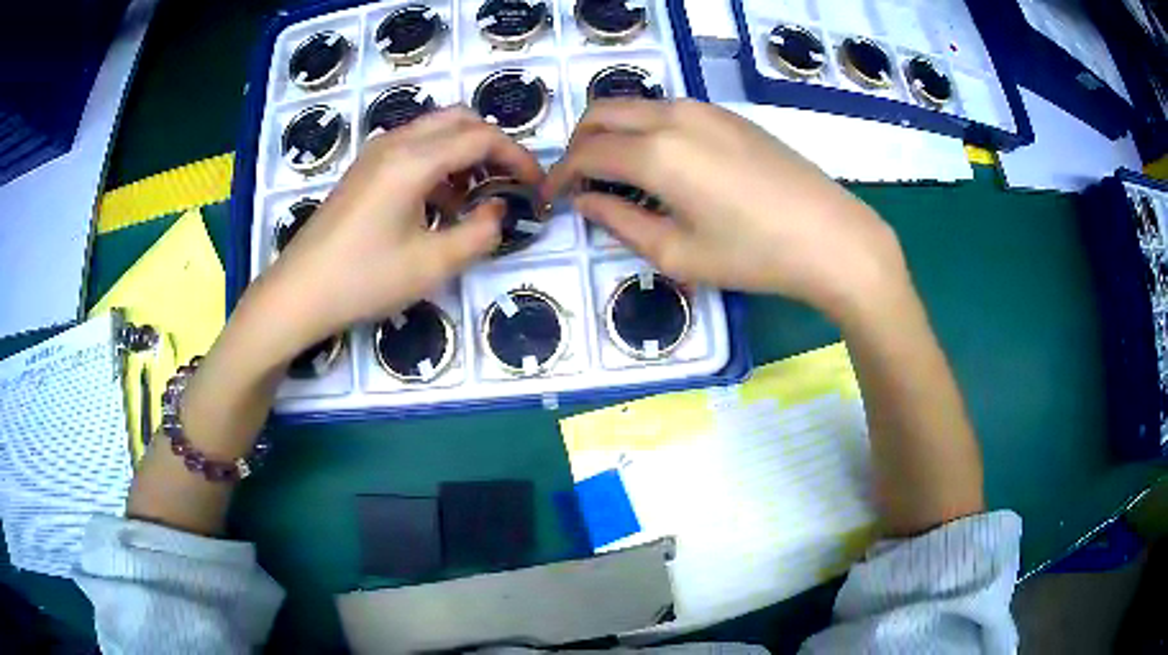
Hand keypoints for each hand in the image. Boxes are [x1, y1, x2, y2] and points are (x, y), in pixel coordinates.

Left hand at [249, 107, 543, 362]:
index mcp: (413, 160)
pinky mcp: (364, 168)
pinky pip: (413, 146)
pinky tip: (438, 201)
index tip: (536, 185)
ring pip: (435, 129)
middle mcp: (395, 143)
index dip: (517, 157)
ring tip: (475, 196)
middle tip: (507, 181)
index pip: (482, 138)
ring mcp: (375, 152)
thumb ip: (479, 234)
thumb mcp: (432, 265)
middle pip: (460, 119)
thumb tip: (498, 211)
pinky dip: (438, 161)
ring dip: (464, 151)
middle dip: (492, 145)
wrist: (299, 292)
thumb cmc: (363, 279)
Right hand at [543, 99, 907, 322]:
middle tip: (579, 181)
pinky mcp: (727, 114)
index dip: (560, 176)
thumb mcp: (678, 253)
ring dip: (612, 132)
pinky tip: (662, 163)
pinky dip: (645, 128)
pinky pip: (668, 110)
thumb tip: (586, 202)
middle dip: (578, 144)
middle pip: (602, 113)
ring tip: (618, 174)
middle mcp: (673, 116)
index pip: (585, 153)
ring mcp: (704, 109)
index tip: (552, 198)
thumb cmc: (754, 255)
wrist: (831, 237)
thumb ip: (620, 223)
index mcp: (655, 153)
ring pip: (635, 106)